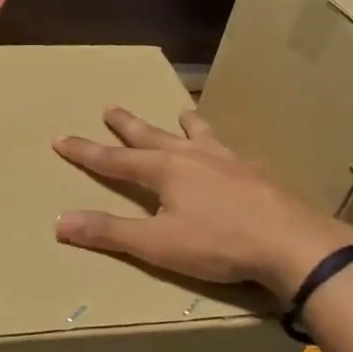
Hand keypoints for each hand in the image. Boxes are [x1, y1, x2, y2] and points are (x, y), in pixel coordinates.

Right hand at [54, 108, 352, 300]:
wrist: (292, 244)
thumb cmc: (218, 244)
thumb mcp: (156, 244)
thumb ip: (109, 232)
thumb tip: (59, 221)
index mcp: (165, 171)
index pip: (114, 159)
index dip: (85, 151)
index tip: (61, 138)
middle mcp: (193, 157)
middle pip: (152, 136)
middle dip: (127, 125)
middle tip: (110, 107)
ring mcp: (228, 162)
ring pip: (199, 135)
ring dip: (184, 124)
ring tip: (181, 111)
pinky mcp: (256, 174)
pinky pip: (231, 151)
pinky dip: (221, 145)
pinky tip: (230, 152)